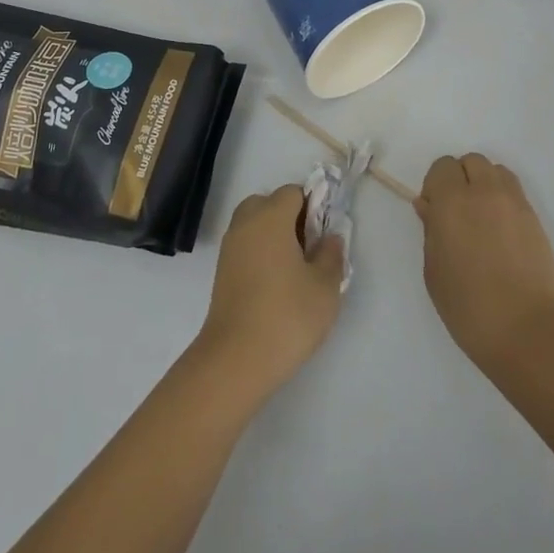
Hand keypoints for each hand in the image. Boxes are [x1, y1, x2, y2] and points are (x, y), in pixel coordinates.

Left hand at [194, 184, 344, 401]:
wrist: (235, 359)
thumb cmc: (286, 316)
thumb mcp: (325, 287)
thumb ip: (331, 255)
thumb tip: (329, 237)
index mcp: (270, 217)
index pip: (292, 192)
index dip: (313, 206)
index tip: (325, 234)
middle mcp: (245, 224)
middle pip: (268, 203)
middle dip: (290, 218)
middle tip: (309, 248)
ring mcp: (229, 247)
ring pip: (254, 225)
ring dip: (274, 235)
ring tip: (295, 269)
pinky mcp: (221, 271)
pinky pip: (245, 246)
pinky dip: (260, 253)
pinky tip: (277, 284)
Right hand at [417, 153, 553, 375]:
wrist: (526, 331)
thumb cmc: (468, 306)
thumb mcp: (434, 271)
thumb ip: (431, 231)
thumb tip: (429, 207)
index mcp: (452, 202)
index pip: (442, 167)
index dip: (435, 185)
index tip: (434, 211)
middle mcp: (484, 192)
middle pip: (471, 161)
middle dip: (460, 178)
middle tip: (457, 212)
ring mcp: (515, 203)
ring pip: (496, 171)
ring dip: (484, 183)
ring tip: (481, 218)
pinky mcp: (535, 219)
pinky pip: (514, 191)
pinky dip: (503, 198)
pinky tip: (500, 231)